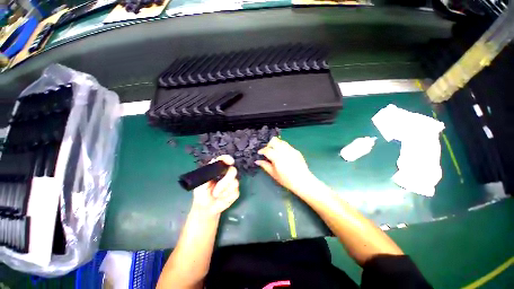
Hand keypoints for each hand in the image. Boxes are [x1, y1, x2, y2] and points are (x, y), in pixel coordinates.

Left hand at [192, 155, 239, 216]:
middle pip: (233, 170)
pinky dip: (227, 197)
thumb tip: (214, 160)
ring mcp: (232, 183)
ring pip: (235, 182)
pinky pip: (235, 192)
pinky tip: (221, 199)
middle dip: (225, 181)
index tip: (230, 162)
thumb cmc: (201, 193)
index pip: (224, 160)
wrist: (205, 208)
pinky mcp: (235, 192)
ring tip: (216, 195)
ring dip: (224, 191)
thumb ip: (207, 171)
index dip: (228, 159)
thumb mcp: (201, 182)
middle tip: (216, 191)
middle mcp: (226, 174)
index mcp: (218, 169)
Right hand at [255, 137, 314, 193]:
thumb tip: (257, 161)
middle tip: (268, 151)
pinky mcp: (296, 151)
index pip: (267, 150)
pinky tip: (283, 154)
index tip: (260, 153)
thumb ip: (265, 166)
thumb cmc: (287, 180)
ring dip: (276, 144)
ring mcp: (291, 150)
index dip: (262, 150)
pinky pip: (287, 145)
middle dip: (269, 144)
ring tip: (275, 151)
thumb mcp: (274, 174)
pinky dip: (283, 147)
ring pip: (281, 141)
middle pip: (274, 140)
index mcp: (277, 158)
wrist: (303, 181)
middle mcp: (284, 151)